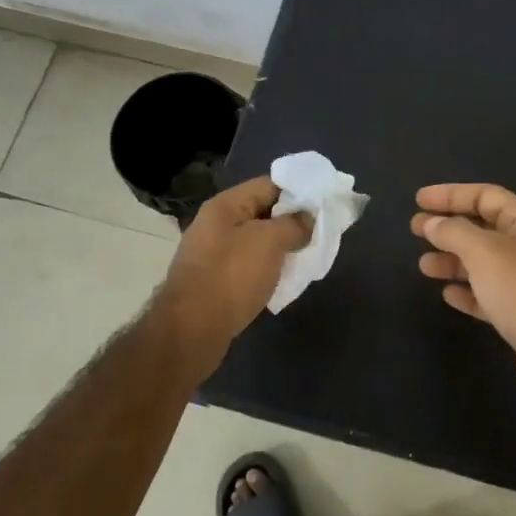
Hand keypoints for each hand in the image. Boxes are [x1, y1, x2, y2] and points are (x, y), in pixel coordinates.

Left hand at [159, 177, 311, 347]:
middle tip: (318, 236)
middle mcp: (215, 225)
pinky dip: (267, 270)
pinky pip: (247, 266)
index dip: (298, 193)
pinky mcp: (214, 282)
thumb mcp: (270, 242)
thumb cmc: (231, 277)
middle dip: (291, 223)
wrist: (191, 330)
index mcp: (225, 206)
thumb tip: (308, 218)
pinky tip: (282, 282)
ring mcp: (212, 254)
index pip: (269, 185)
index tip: (323, 208)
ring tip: (305, 260)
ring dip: (280, 249)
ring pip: (256, 242)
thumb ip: (294, 224)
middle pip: (262, 213)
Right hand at [412, 183, 515, 404]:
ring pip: (481, 262)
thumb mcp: (484, 252)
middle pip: (481, 228)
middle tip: (415, 230)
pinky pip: (486, 294)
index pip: (484, 195)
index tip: (418, 200)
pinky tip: (447, 295)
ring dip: (451, 260)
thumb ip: (454, 232)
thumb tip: (432, 223)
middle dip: (447, 227)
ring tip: (424, 266)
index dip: (450, 194)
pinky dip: (466, 291)